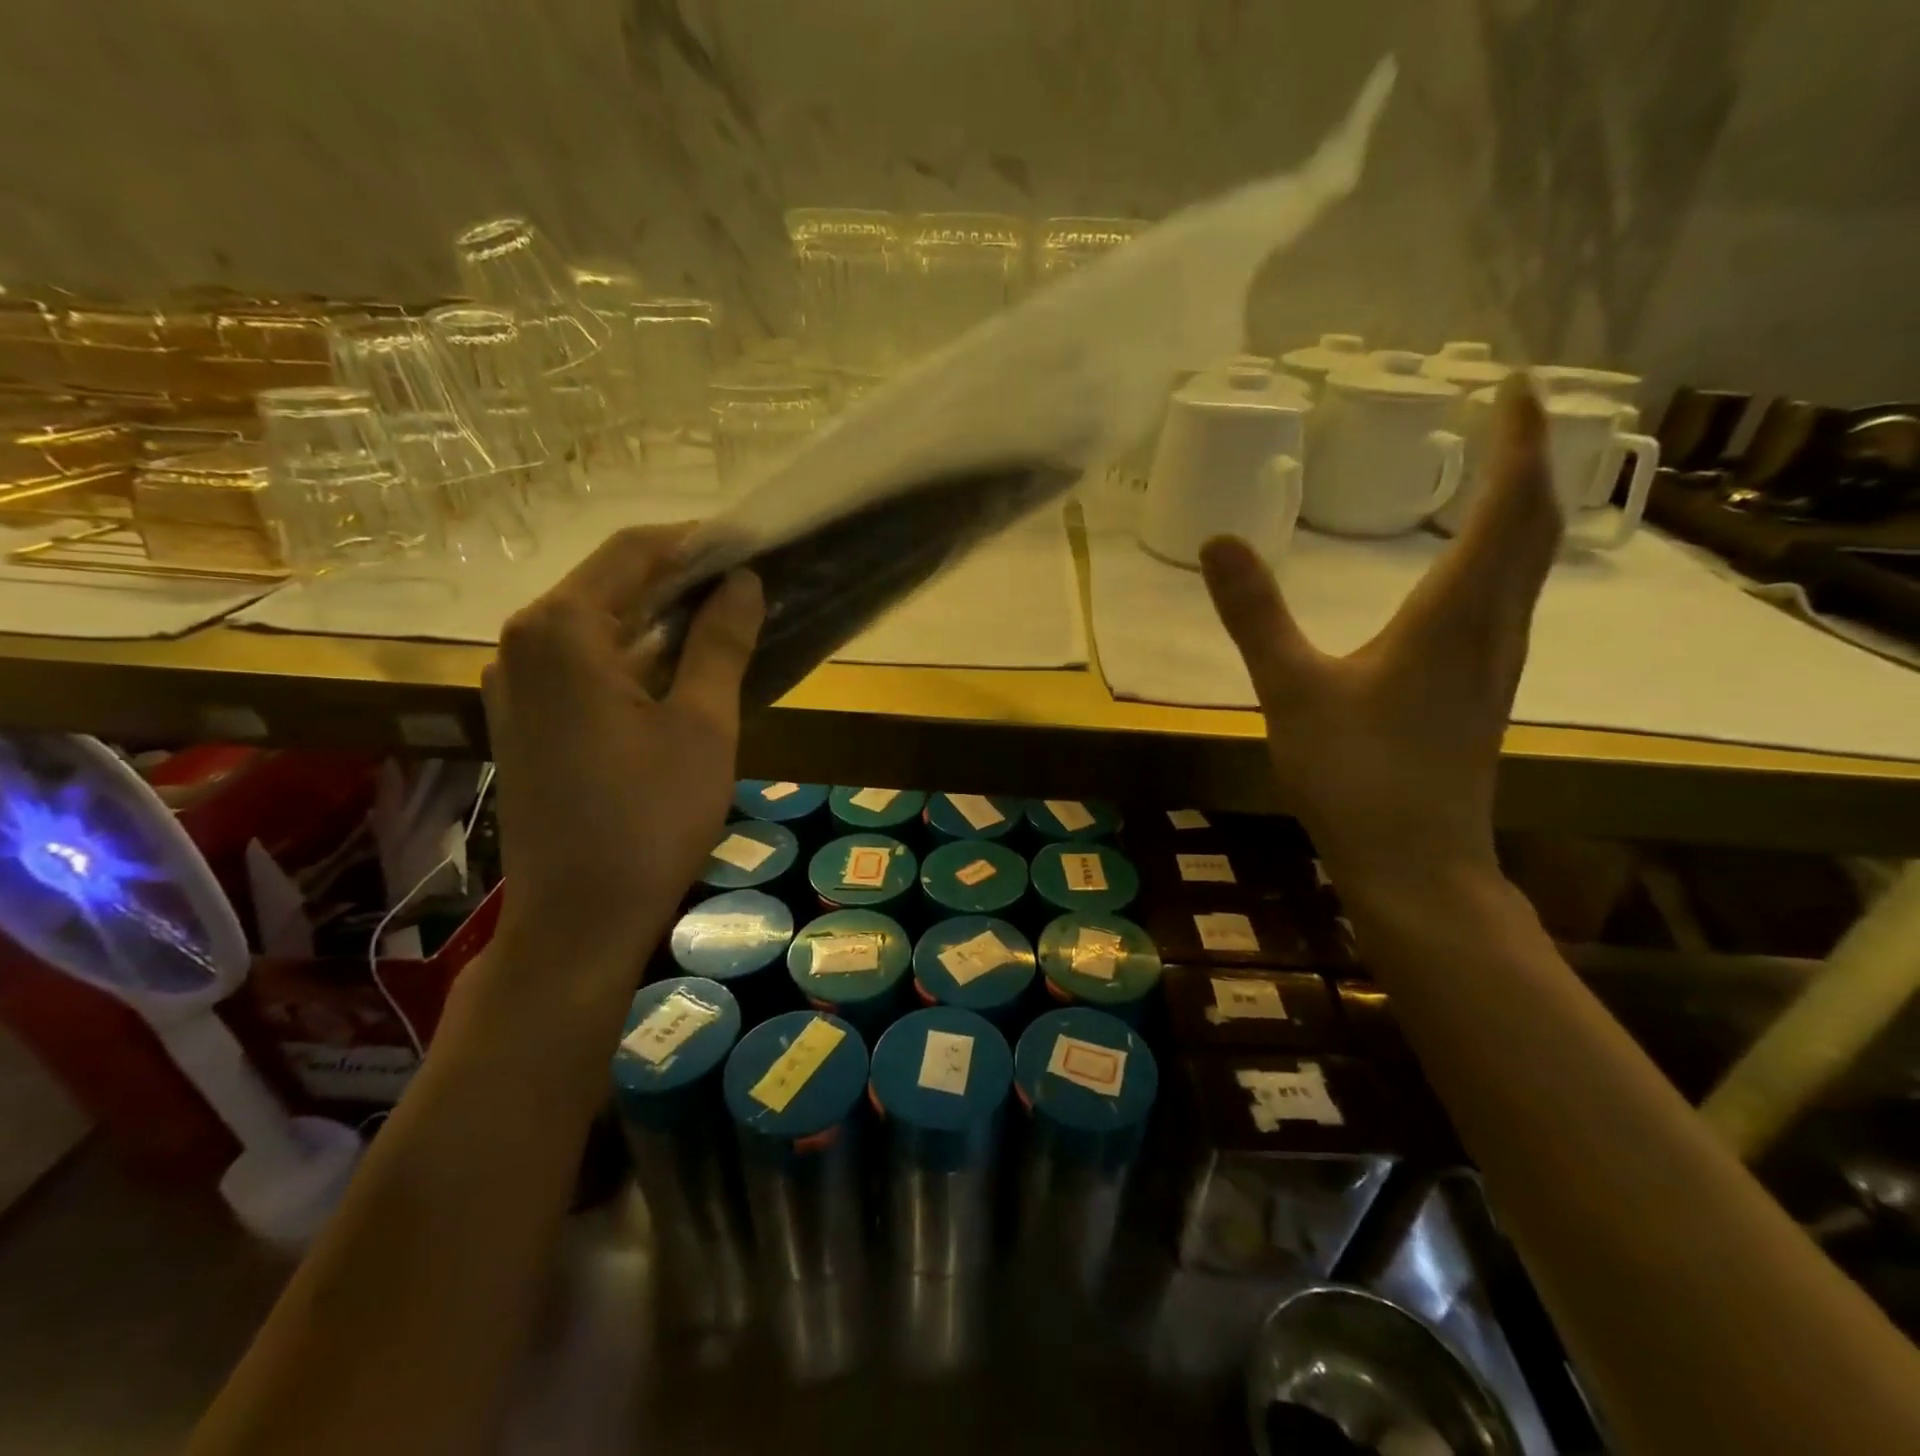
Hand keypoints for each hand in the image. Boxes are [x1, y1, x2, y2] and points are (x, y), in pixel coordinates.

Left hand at [483, 525, 763, 965]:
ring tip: (728, 622)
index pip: (633, 551)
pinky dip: (636, 655)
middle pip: (611, 584)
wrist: (579, 919)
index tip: (753, 545)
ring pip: (600, 626)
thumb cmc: (650, 818)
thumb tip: (743, 581)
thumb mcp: (702, 725)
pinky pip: (585, 664)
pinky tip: (683, 670)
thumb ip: (720, 642)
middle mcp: (523, 643)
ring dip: (662, 618)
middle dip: (682, 580)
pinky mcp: (525, 720)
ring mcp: (516, 684)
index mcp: (561, 631)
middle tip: (751, 585)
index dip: (698, 542)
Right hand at [1201, 372, 1559, 891]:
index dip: (1518, 440)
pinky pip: (1511, 598)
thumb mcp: (1291, 689)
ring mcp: (1497, 662)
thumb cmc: (1355, 774)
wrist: (1415, 861)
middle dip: (1530, 461)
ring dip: (1524, 507)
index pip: (1506, 505)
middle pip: (1534, 526)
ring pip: (1530, 564)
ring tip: (1500, 471)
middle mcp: (1492, 627)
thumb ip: (1255, 614)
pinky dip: (1506, 555)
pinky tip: (1475, 568)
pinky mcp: (1484, 690)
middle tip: (1513, 412)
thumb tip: (1218, 539)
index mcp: (1454, 614)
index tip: (1516, 384)